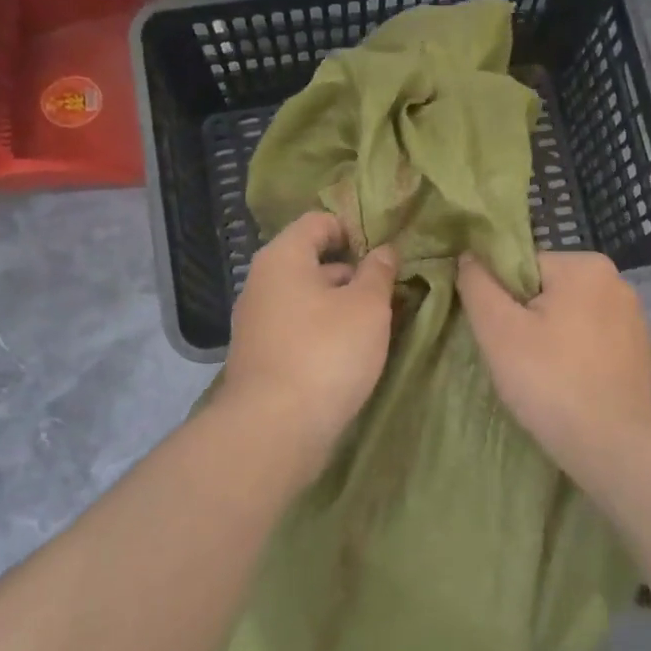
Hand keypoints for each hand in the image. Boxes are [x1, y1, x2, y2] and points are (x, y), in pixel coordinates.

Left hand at [222, 211, 399, 482]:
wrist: (275, 429)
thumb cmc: (326, 352)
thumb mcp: (367, 306)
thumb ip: (379, 272)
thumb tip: (384, 251)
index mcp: (283, 257)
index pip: (319, 221)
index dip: (355, 230)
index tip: (386, 255)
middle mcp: (262, 283)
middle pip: (313, 261)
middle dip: (354, 272)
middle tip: (391, 290)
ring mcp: (258, 322)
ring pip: (309, 298)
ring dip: (343, 305)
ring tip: (380, 323)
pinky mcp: (262, 356)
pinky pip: (300, 328)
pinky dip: (326, 331)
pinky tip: (352, 352)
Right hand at [457, 250, 650, 472]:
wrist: (617, 449)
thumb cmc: (552, 382)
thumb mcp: (499, 331)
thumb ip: (477, 285)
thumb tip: (468, 254)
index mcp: (585, 266)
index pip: (522, 266)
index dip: (500, 299)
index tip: (498, 337)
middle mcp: (616, 281)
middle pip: (545, 290)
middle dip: (524, 320)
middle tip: (515, 360)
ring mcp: (633, 318)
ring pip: (568, 317)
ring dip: (548, 340)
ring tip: (541, 378)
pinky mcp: (640, 351)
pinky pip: (591, 341)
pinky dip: (574, 357)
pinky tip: (567, 387)